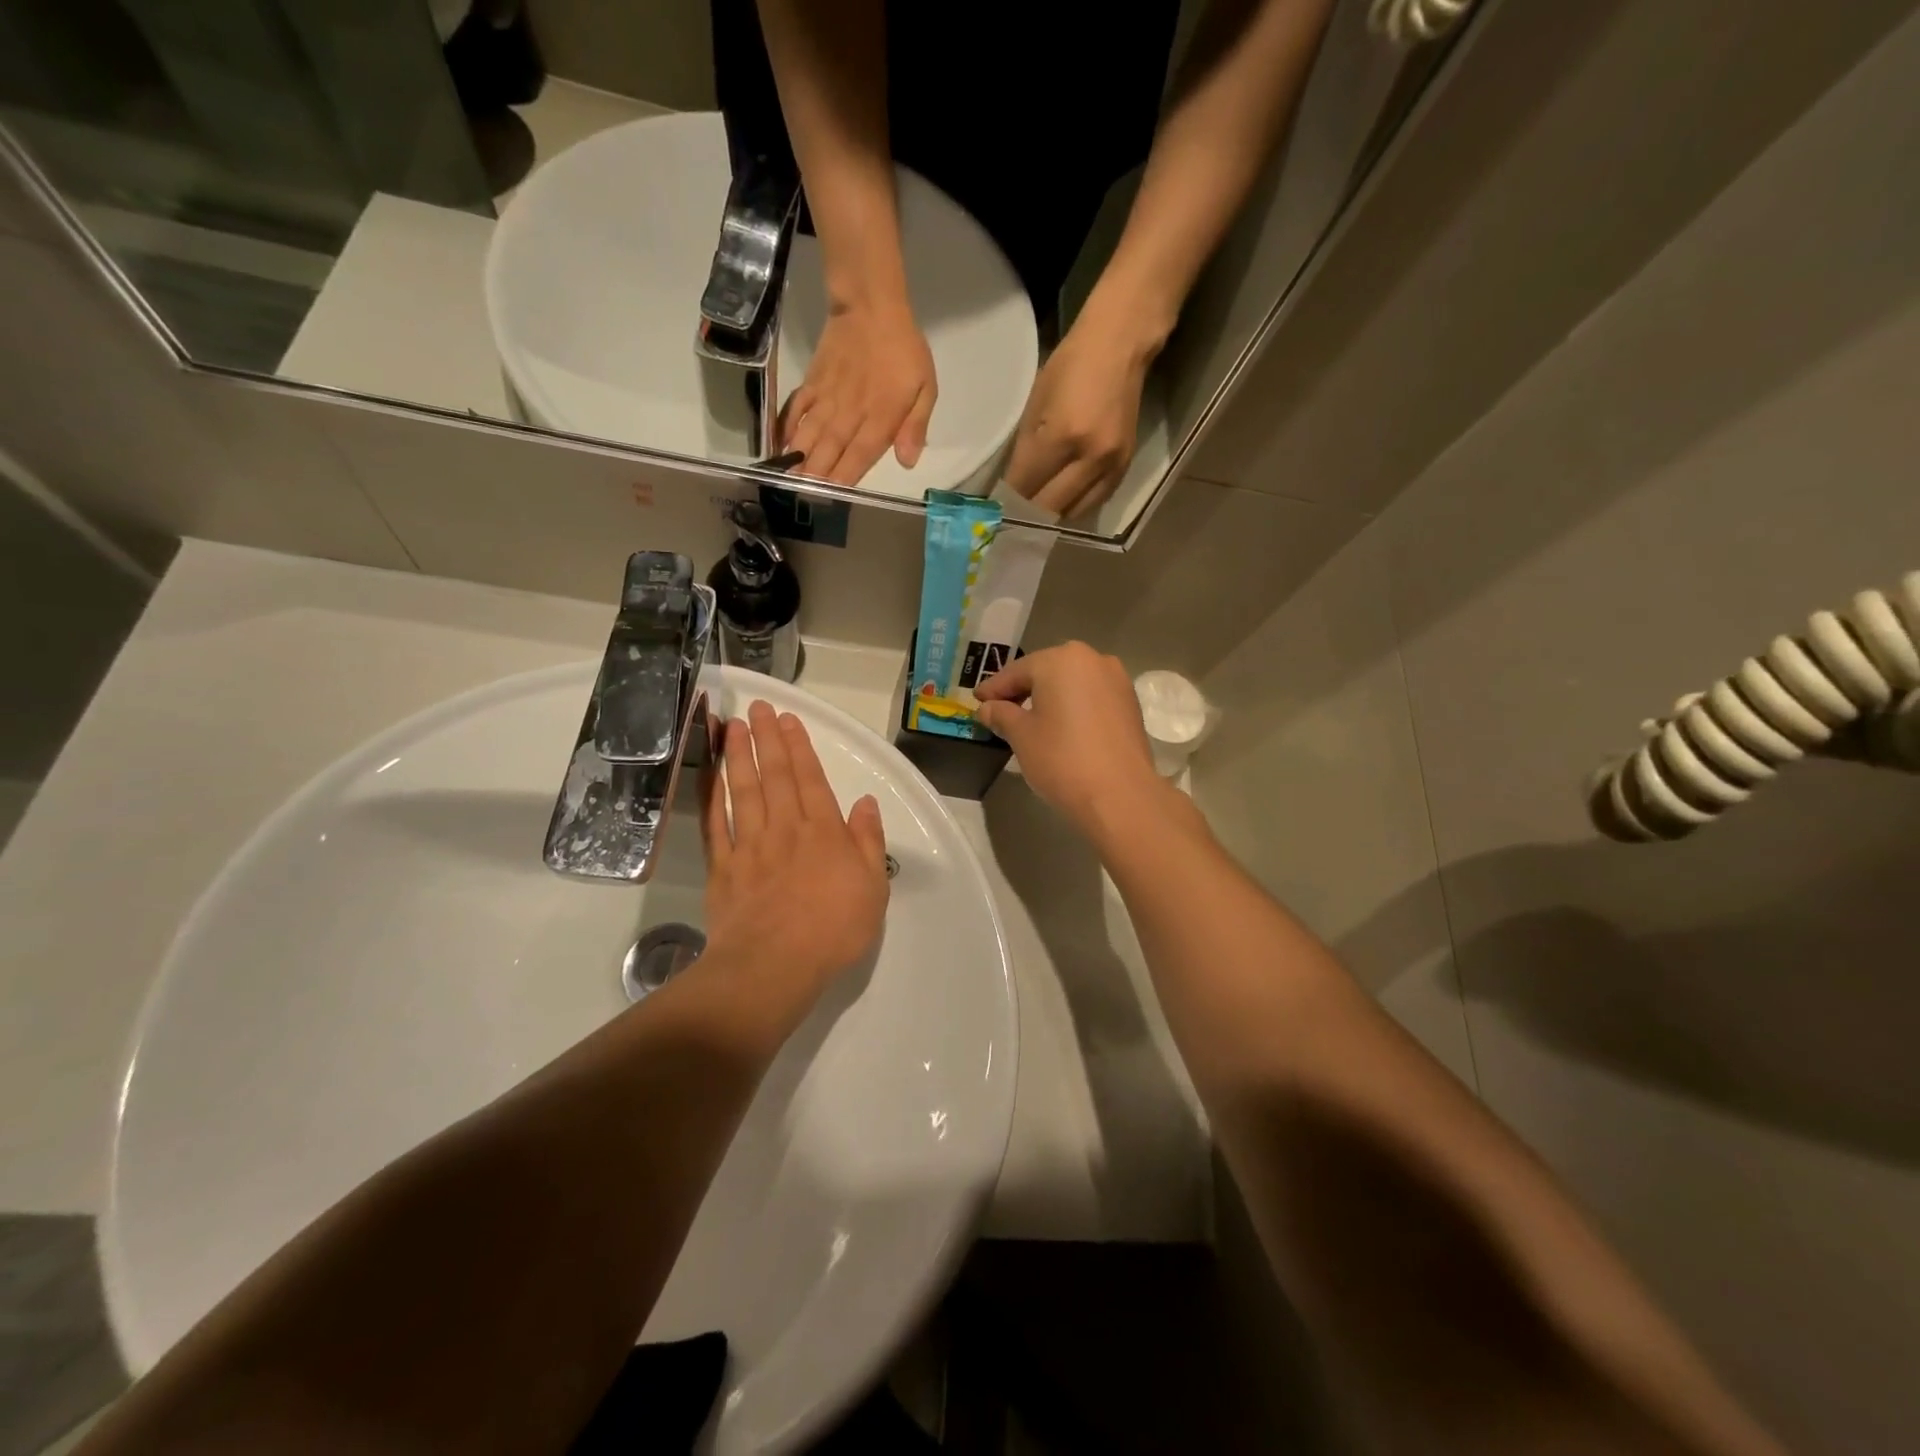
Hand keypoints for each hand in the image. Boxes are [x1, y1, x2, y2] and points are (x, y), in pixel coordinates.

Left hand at [699, 701, 890, 1017]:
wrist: (774, 965)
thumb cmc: (833, 929)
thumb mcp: (873, 887)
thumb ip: (869, 842)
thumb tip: (865, 803)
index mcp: (823, 832)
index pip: (810, 779)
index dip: (799, 747)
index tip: (787, 719)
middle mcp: (785, 829)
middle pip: (774, 776)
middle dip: (766, 739)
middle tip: (757, 708)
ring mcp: (749, 846)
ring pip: (743, 791)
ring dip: (738, 756)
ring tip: (731, 727)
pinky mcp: (723, 868)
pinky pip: (715, 824)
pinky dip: (711, 797)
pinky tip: (709, 777)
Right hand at [780, 300, 936, 485]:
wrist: (871, 306)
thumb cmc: (904, 350)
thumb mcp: (926, 388)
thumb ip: (915, 426)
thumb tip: (907, 462)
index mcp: (880, 417)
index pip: (860, 455)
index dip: (845, 477)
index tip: (832, 497)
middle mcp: (851, 412)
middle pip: (831, 450)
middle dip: (817, 475)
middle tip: (802, 496)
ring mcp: (828, 397)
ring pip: (811, 433)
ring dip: (799, 458)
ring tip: (788, 479)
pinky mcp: (813, 382)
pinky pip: (797, 408)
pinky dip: (787, 426)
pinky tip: (780, 444)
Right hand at [973, 642, 1172, 836]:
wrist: (1120, 795)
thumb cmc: (1061, 759)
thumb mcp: (1021, 736)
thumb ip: (1002, 715)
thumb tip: (988, 708)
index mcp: (1060, 660)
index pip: (1017, 671)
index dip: (994, 688)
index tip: (977, 701)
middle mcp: (1092, 659)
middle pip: (1047, 672)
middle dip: (1023, 690)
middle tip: (1000, 709)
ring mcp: (1117, 680)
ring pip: (1072, 684)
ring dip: (1050, 698)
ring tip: (1031, 720)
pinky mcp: (1130, 703)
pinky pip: (1092, 698)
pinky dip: (1073, 707)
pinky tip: (1061, 727)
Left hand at [1003, 306, 1156, 520]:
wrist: (1119, 347)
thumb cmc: (1070, 367)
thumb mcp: (1036, 405)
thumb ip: (1025, 451)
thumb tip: (1013, 488)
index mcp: (1063, 436)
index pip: (1027, 485)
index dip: (1008, 500)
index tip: (995, 510)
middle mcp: (1090, 458)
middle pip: (1050, 506)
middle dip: (1026, 514)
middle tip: (1011, 519)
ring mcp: (1111, 465)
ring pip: (1073, 512)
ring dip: (1051, 515)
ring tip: (1034, 513)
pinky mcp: (1125, 467)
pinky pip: (1094, 502)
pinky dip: (1073, 506)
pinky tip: (1060, 501)